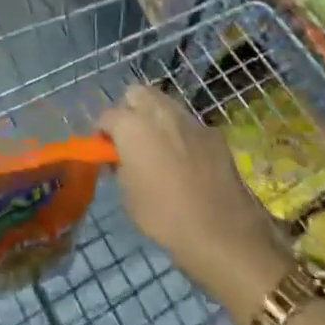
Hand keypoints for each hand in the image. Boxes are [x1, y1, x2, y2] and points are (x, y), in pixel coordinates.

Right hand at [98, 86, 295, 324]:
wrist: (221, 231)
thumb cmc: (164, 217)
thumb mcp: (128, 196)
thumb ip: (120, 167)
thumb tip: (121, 157)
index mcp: (132, 126)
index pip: (107, 116)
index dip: (102, 132)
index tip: (104, 150)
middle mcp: (159, 112)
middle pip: (136, 94)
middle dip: (129, 110)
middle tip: (130, 139)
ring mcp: (189, 119)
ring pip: (164, 103)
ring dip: (155, 118)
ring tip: (158, 147)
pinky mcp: (212, 132)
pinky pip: (188, 124)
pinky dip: (180, 133)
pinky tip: (186, 160)